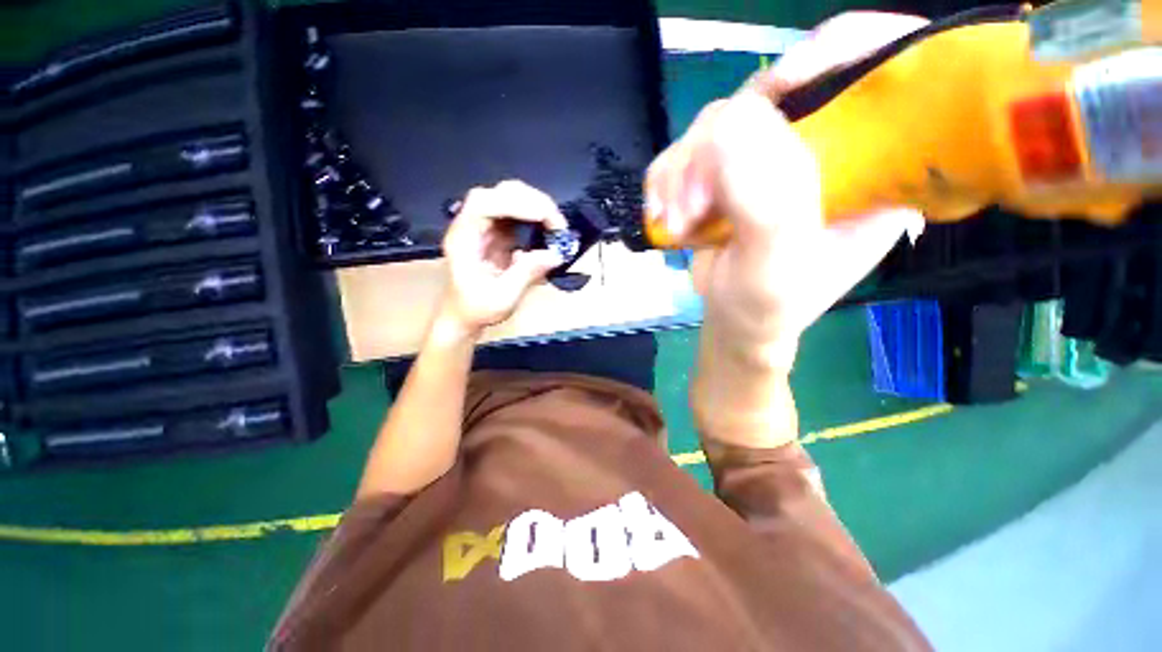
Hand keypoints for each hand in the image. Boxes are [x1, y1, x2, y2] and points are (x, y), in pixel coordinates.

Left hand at [437, 180, 568, 337]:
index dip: (515, 203)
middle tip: (558, 224)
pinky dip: (536, 217)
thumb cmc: (476, 309)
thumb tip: (556, 254)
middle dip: (532, 202)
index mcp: (463, 239)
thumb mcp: (502, 298)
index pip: (484, 204)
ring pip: (510, 198)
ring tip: (556, 226)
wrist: (464, 315)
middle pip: (499, 193)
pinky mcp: (497, 231)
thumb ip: (527, 273)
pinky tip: (548, 230)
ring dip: (537, 206)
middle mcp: (471, 225)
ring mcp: (485, 226)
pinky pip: (517, 213)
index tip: (544, 217)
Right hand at [646, 13, 927, 440]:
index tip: (787, 79)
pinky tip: (666, 216)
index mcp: (876, 168)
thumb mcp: (775, 268)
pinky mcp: (727, 170)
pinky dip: (666, 180)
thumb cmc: (767, 308)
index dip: (843, 49)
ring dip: (682, 173)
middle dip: (718, 147)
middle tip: (694, 206)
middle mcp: (825, 149)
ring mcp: (768, 157)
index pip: (886, 70)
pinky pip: (687, 148)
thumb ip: (764, 203)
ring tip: (678, 224)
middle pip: (774, 92)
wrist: (734, 322)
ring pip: (716, 121)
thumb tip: (727, 126)